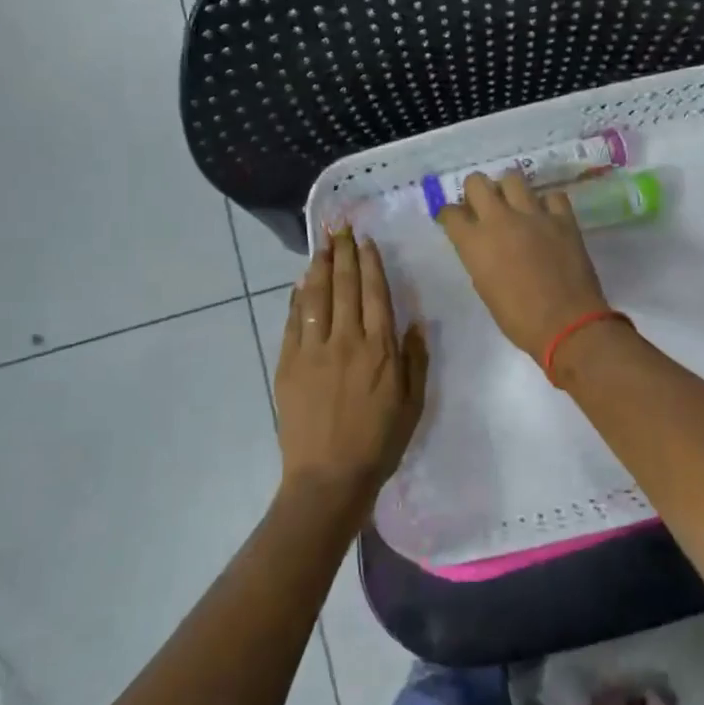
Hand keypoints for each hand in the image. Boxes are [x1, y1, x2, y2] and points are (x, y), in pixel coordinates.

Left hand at [275, 230, 428, 519]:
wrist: (329, 476)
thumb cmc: (379, 443)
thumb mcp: (413, 404)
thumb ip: (414, 360)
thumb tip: (413, 322)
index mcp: (380, 349)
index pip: (374, 293)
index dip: (370, 264)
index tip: (366, 241)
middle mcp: (347, 340)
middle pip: (344, 286)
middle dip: (344, 253)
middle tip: (341, 228)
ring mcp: (313, 350)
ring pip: (317, 296)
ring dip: (320, 267)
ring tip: (322, 244)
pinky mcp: (289, 363)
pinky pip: (294, 321)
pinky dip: (298, 298)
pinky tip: (301, 283)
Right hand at [435, 171, 610, 356]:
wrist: (566, 324)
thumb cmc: (518, 318)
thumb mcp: (485, 288)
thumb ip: (479, 258)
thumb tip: (484, 246)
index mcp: (474, 242)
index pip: (450, 213)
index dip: (450, 215)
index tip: (454, 221)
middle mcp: (499, 219)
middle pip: (477, 182)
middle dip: (475, 191)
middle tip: (482, 206)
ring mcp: (534, 214)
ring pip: (513, 178)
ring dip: (509, 190)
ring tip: (515, 205)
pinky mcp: (563, 218)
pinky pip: (552, 195)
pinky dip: (547, 203)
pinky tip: (546, 216)